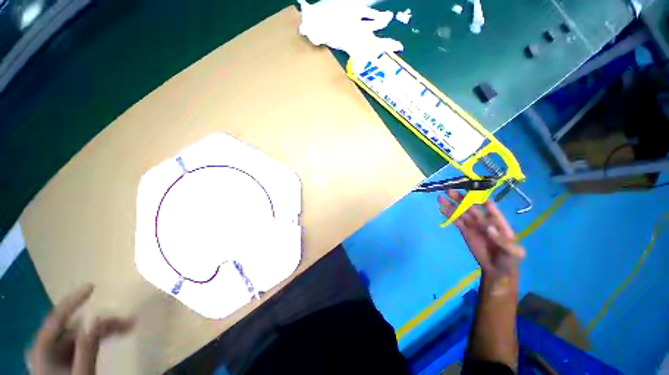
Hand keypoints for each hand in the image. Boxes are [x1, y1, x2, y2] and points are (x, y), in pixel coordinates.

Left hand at [27, 284, 134, 374]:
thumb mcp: (81, 371)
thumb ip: (86, 348)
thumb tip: (98, 318)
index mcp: (44, 346)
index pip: (58, 316)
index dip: (74, 300)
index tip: (92, 286)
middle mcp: (49, 345)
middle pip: (77, 327)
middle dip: (103, 322)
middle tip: (129, 319)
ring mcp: (57, 352)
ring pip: (83, 333)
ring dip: (106, 329)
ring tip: (129, 326)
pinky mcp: (65, 357)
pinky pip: (84, 341)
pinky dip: (100, 337)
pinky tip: (116, 334)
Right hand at [439, 190, 524, 279]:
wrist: (497, 269)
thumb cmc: (509, 260)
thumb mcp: (514, 253)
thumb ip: (504, 241)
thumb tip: (489, 228)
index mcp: (499, 223)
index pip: (491, 209)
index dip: (482, 201)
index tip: (472, 193)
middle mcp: (485, 221)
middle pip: (472, 208)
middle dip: (461, 199)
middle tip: (450, 191)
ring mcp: (473, 225)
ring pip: (461, 213)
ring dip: (451, 205)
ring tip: (440, 198)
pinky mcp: (465, 231)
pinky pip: (456, 221)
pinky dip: (449, 214)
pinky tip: (442, 208)